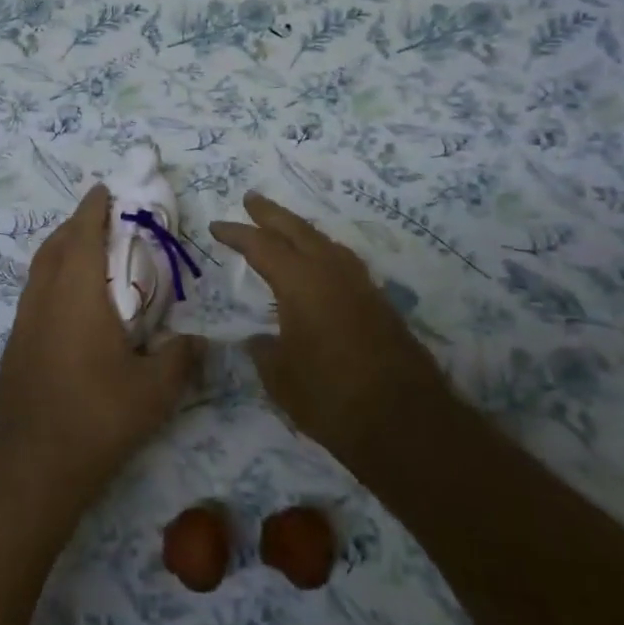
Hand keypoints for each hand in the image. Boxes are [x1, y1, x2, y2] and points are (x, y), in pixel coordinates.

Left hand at [0, 185, 200, 506]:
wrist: (28, 463)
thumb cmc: (95, 416)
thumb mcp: (154, 391)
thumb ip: (180, 359)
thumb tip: (200, 341)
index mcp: (77, 292)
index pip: (84, 234)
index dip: (93, 208)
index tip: (104, 189)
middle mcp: (45, 296)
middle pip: (56, 244)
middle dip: (76, 224)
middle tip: (100, 218)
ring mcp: (24, 320)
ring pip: (40, 268)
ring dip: (61, 250)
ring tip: (85, 254)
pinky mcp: (15, 344)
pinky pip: (35, 292)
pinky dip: (52, 278)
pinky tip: (69, 304)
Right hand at [210, 193, 451, 475]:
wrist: (407, 425)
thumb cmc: (331, 398)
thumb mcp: (280, 378)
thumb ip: (265, 351)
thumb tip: (260, 339)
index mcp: (301, 283)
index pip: (261, 246)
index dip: (236, 234)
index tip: (216, 227)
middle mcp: (332, 273)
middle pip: (298, 230)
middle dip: (271, 214)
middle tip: (251, 199)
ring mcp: (361, 286)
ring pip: (325, 243)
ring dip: (301, 231)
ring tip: (284, 229)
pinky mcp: (380, 305)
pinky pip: (343, 263)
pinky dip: (322, 253)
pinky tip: (318, 267)